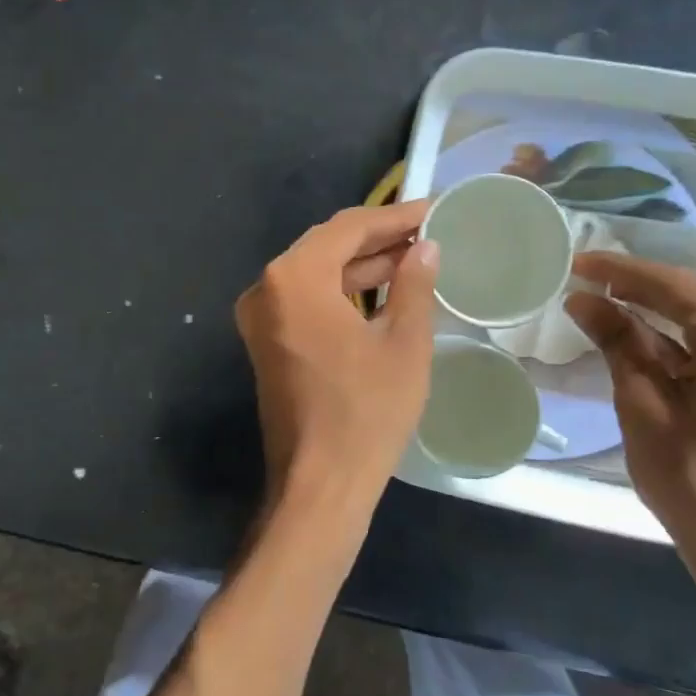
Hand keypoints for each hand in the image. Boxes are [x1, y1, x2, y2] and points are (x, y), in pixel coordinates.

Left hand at [235, 202, 438, 533]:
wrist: (318, 485)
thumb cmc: (366, 412)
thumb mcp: (403, 343)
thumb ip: (414, 284)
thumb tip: (425, 248)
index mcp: (294, 278)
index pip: (348, 228)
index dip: (395, 217)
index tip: (435, 210)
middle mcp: (266, 288)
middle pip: (327, 245)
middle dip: (379, 238)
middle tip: (428, 232)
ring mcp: (261, 317)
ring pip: (317, 273)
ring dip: (362, 265)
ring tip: (415, 257)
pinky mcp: (267, 342)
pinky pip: (307, 300)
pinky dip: (342, 291)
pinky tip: (383, 290)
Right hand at [563, 253, 695, 577]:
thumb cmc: (690, 478)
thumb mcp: (642, 403)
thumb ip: (616, 341)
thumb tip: (581, 299)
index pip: (676, 287)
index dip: (621, 272)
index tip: (577, 261)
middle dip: (639, 288)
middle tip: (585, 278)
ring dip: (657, 314)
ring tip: (603, 301)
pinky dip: (680, 340)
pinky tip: (640, 336)